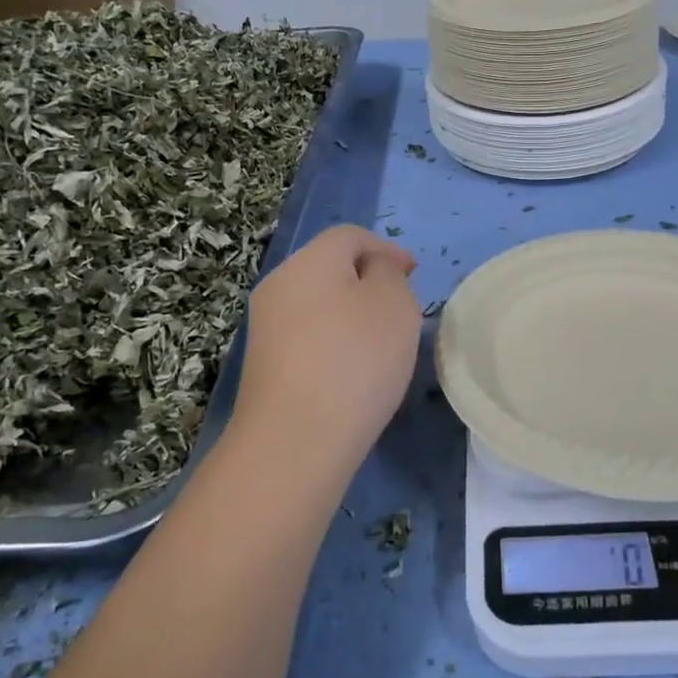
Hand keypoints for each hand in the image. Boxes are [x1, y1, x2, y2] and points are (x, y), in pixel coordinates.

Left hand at [231, 225, 421, 468]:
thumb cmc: (355, 360)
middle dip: (367, 281)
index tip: (413, 276)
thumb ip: (388, 273)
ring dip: (350, 314)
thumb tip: (373, 270)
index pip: (350, 236)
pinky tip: (350, 373)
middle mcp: (279, 284)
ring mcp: (265, 326)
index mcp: (309, 260)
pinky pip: (306, 337)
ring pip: (317, 304)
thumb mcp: (394, 304)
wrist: (294, 441)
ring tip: (380, 346)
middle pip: (329, 268)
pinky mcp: (264, 364)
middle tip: (400, 310)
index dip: (386, 249)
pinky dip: (332, 343)